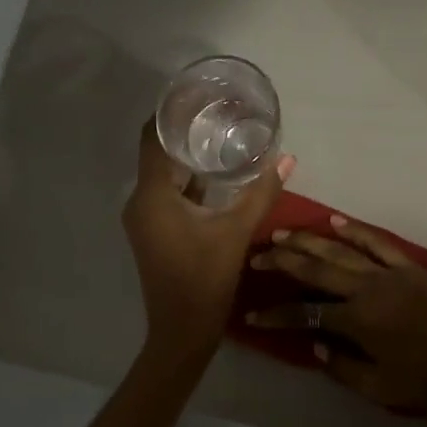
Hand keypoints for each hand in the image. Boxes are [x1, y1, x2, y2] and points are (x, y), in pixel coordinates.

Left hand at [122, 121, 294, 366]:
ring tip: (220, 135)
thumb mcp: (237, 231)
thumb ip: (262, 192)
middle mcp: (140, 200)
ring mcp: (143, 217)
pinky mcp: (152, 230)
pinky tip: (214, 173)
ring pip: (162, 173)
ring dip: (186, 156)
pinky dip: (186, 179)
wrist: (182, 331)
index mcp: (152, 195)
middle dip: (184, 131)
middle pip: (157, 151)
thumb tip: (287, 158)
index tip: (197, 95)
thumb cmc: (205, 279)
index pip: (152, 137)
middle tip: (218, 111)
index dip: (170, 112)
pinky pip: (165, 192)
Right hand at [245, 216, 426, 416]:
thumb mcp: (380, 388)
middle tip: (255, 256)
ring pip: (341, 249)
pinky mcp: (408, 266)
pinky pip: (377, 242)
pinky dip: (355, 230)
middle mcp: (367, 289)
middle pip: (316, 268)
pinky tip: (334, 220)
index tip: (252, 314)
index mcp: (358, 321)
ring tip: (282, 234)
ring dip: (309, 240)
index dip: (276, 314)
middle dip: (283, 261)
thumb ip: (341, 367)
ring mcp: (388, 273)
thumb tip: (314, 345)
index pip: (306, 312)